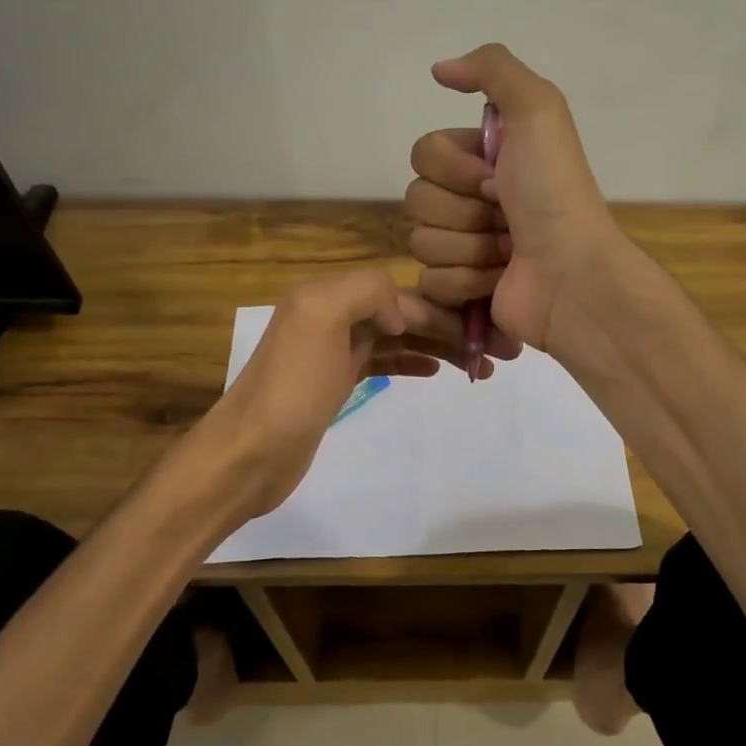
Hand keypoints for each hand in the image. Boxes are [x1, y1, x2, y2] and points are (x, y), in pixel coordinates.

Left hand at [192, 269, 482, 521]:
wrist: (248, 454)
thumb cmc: (290, 389)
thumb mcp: (321, 318)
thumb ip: (365, 291)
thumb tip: (401, 312)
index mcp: (328, 295)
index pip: (400, 292)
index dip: (443, 310)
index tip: (483, 333)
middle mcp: (331, 315)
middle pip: (403, 314)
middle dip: (449, 328)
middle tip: (497, 353)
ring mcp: (332, 350)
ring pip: (398, 338)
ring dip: (439, 347)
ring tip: (479, 367)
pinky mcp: (334, 382)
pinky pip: (383, 361)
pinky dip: (412, 361)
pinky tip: (437, 370)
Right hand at [404, 43, 623, 352]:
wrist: (571, 272)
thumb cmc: (553, 192)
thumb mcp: (538, 110)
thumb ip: (492, 69)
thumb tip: (438, 70)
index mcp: (483, 159)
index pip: (424, 154)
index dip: (455, 168)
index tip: (497, 177)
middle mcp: (471, 200)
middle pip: (417, 198)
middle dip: (462, 210)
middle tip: (505, 215)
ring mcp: (465, 247)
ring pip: (421, 241)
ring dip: (469, 246)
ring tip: (507, 252)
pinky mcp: (461, 290)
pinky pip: (429, 280)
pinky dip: (466, 281)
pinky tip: (498, 279)